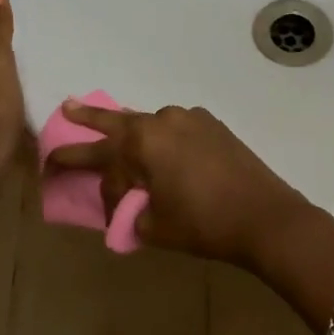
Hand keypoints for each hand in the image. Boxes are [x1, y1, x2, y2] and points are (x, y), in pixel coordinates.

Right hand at [45, 101, 313, 267]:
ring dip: (131, 130)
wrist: (266, 217)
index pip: (100, 160)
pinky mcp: (214, 126)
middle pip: (116, 121)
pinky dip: (163, 138)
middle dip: (88, 119)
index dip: (84, 176)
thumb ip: (130, 212)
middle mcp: (163, 120)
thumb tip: (127, 205)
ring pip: (149, 124)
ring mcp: (191, 119)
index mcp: (142, 142)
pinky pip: (177, 128)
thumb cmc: (204, 224)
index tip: (72, 183)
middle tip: (67, 108)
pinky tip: (163, 147)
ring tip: (113, 128)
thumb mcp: (154, 226)